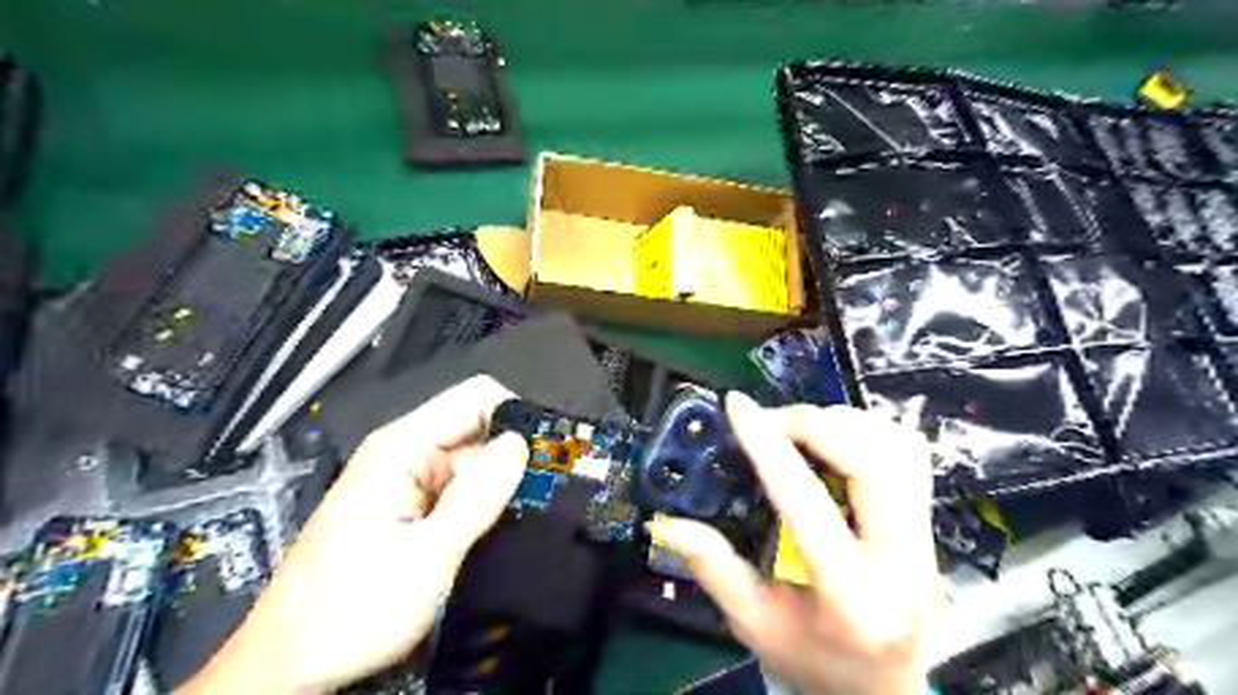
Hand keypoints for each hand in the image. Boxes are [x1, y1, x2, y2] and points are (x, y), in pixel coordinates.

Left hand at [181, 380, 529, 694]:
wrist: (288, 666)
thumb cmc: (349, 611)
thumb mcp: (427, 556)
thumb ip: (477, 497)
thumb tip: (519, 445)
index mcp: (402, 448)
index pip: (476, 398)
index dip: (516, 416)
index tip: (549, 452)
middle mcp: (404, 454)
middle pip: (477, 431)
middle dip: (513, 458)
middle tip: (548, 495)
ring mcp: (406, 482)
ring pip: (472, 465)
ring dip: (499, 487)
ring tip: (527, 518)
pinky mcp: (408, 508)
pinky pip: (458, 492)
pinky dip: (481, 505)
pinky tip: (496, 531)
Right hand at [650, 394, 938, 694]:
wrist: (884, 688)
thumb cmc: (816, 659)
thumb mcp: (755, 625)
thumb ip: (714, 569)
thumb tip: (668, 522)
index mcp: (854, 599)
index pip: (807, 507)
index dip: (768, 448)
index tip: (738, 407)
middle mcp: (904, 563)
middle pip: (875, 465)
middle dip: (816, 425)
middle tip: (770, 421)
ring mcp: (926, 539)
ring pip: (899, 450)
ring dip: (844, 423)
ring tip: (798, 429)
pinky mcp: (928, 522)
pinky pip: (906, 453)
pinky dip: (866, 431)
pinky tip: (832, 440)